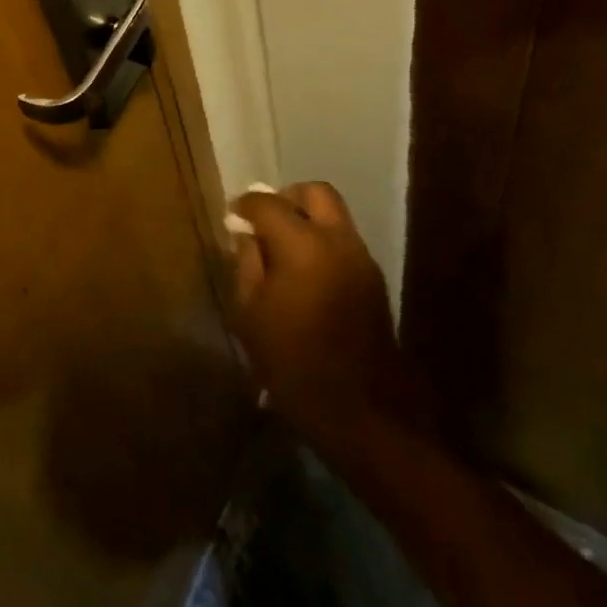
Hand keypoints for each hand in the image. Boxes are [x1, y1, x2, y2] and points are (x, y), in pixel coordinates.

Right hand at [229, 184, 426, 452]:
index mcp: (302, 244)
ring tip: (283, 249)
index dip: (245, 205)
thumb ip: (247, 264)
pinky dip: (323, 242)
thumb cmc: (295, 365)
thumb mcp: (251, 315)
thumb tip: (247, 236)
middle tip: (265, 222)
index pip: (267, 203)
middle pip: (314, 192)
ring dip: (308, 219)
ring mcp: (361, 258)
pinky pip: (344, 241)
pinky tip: (306, 273)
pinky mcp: (374, 280)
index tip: (232, 217)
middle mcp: (337, 240)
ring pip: (334, 215)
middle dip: (287, 197)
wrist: (364, 415)